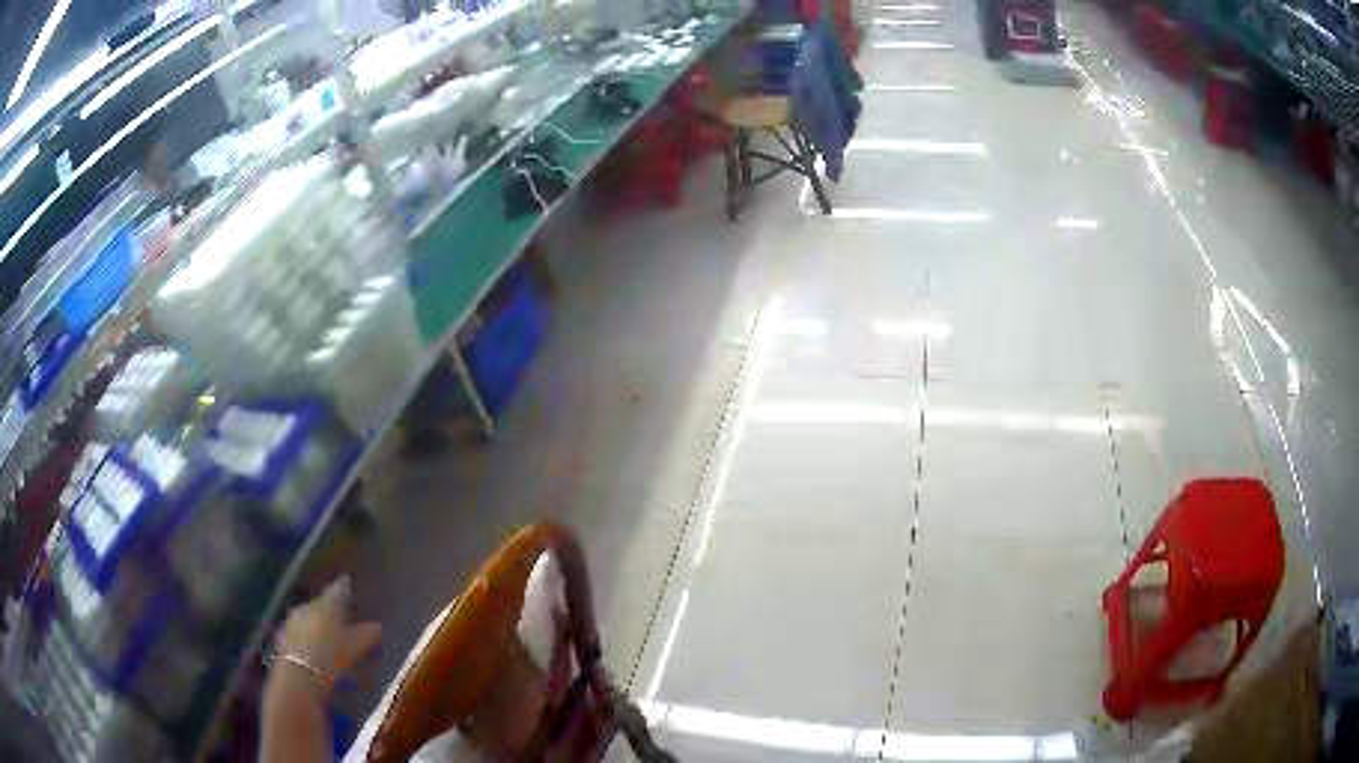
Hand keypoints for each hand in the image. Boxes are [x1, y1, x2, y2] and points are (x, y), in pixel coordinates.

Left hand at [271, 576, 381, 696]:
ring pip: (309, 613)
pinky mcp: (284, 632)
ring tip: (327, 630)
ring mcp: (294, 617)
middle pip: (323, 600)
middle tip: (341, 612)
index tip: (348, 581)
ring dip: (318, 619)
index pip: (339, 588)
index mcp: (329, 604)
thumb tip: (376, 624)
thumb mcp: (356, 647)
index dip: (345, 585)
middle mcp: (310, 604)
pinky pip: (300, 627)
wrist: (299, 675)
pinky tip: (312, 643)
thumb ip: (367, 633)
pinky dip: (307, 631)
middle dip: (331, 605)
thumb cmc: (332, 657)